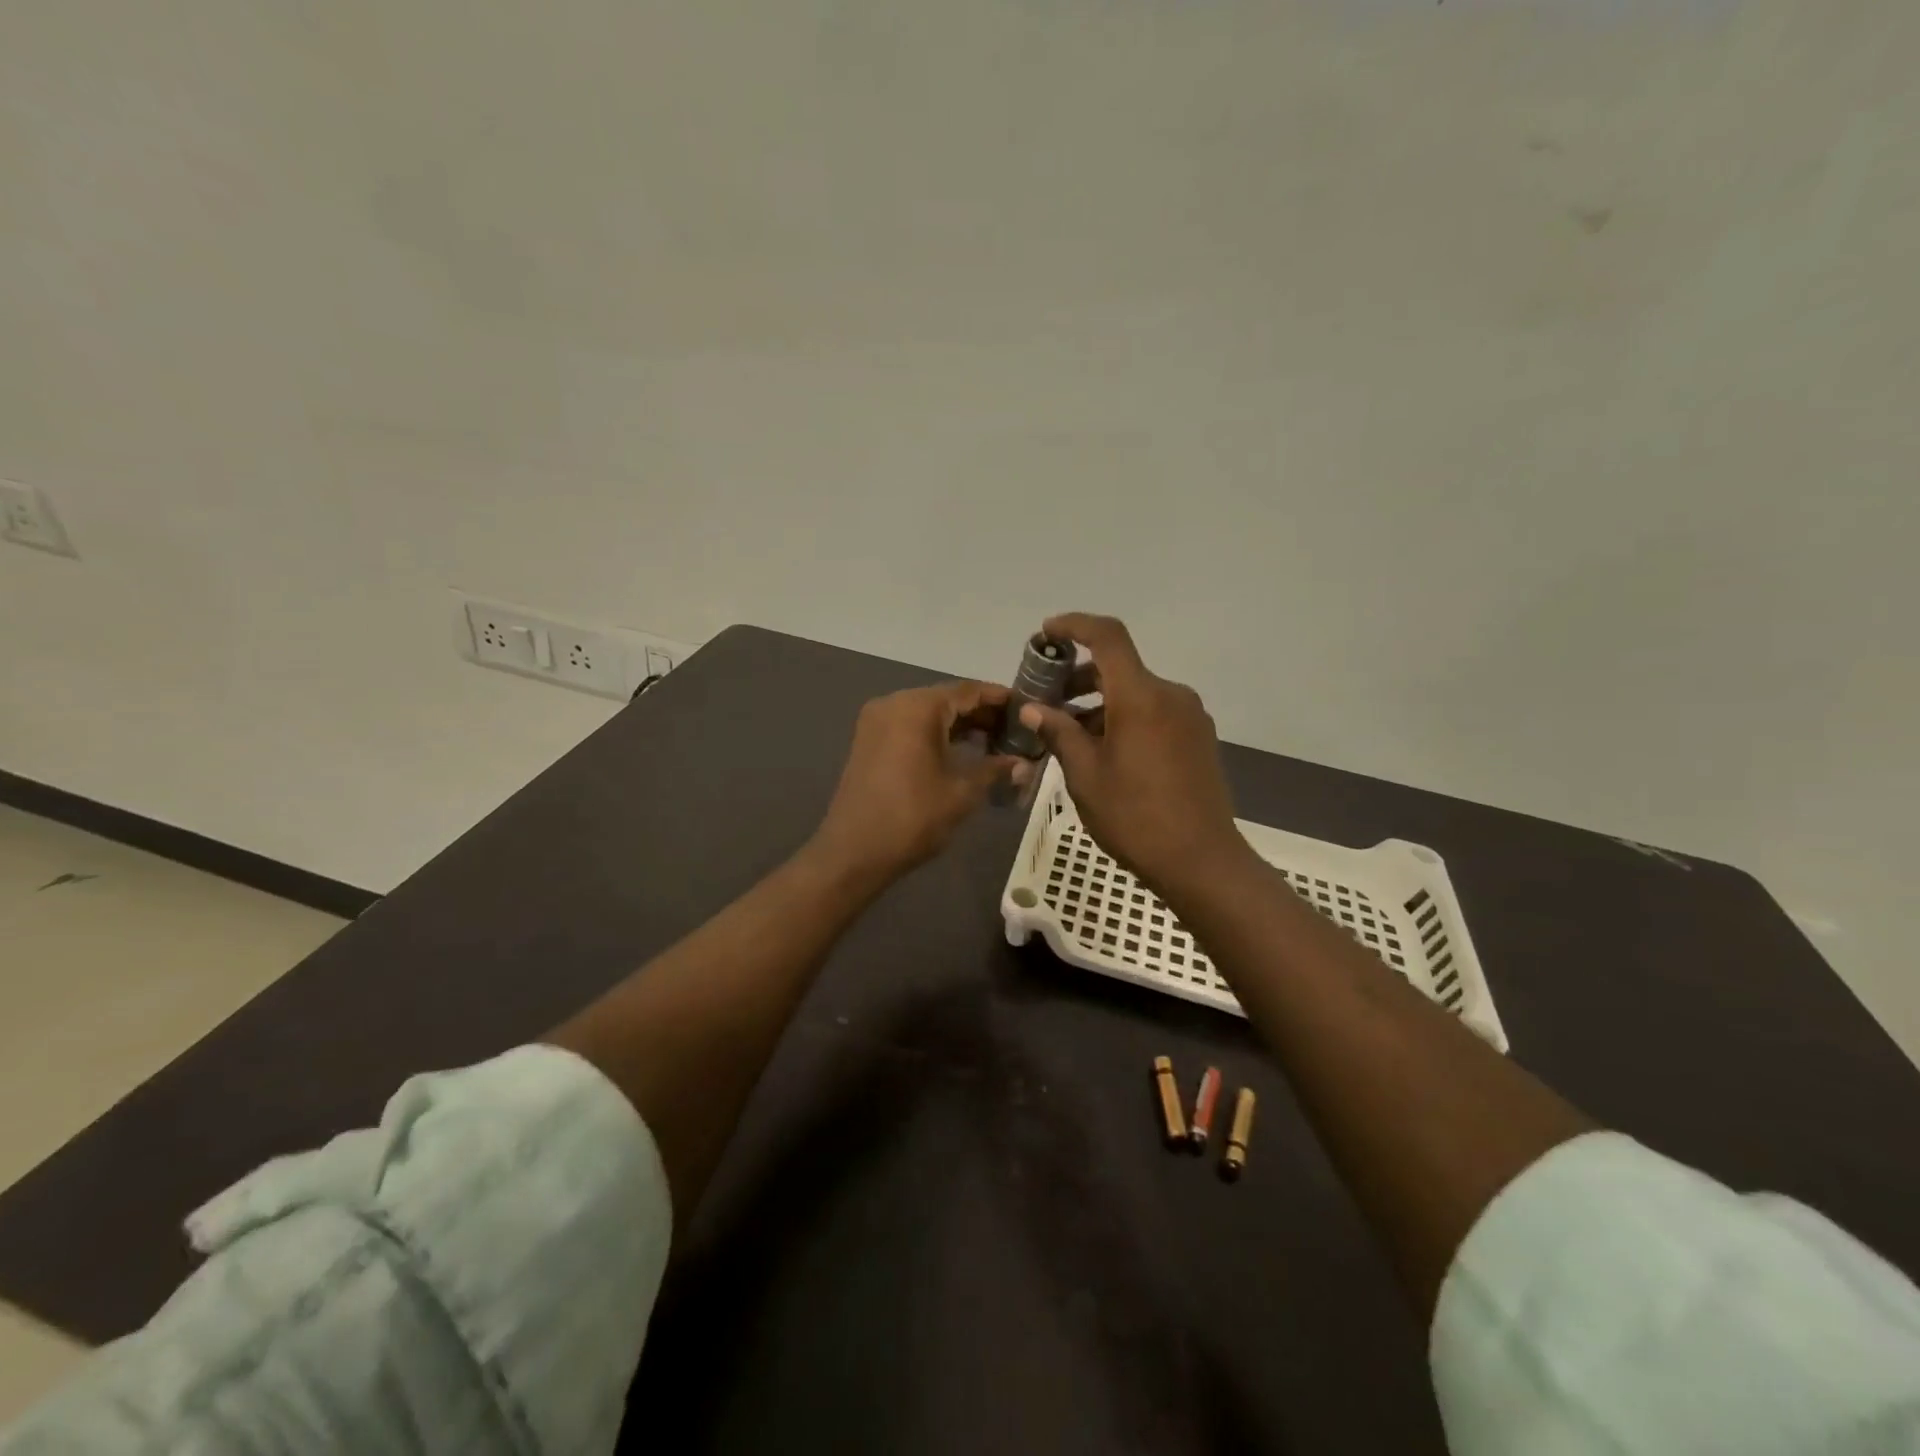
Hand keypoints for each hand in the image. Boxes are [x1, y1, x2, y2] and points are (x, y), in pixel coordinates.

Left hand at [811, 681, 1028, 885]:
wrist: (853, 853)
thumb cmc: (912, 818)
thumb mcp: (962, 793)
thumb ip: (995, 770)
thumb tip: (1025, 764)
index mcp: (917, 708)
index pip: (968, 691)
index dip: (1000, 698)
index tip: (1028, 708)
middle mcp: (895, 703)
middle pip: (947, 698)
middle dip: (982, 714)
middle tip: (1017, 731)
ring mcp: (877, 721)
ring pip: (929, 713)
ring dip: (960, 725)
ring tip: (996, 743)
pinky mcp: (870, 741)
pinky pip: (911, 726)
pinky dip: (937, 734)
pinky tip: (963, 751)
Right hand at [1018, 613, 1251, 897]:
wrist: (1202, 861)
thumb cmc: (1134, 817)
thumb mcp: (1085, 775)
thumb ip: (1059, 732)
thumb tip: (1032, 708)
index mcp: (1141, 697)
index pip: (1108, 637)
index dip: (1075, 625)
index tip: (1046, 634)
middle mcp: (1171, 695)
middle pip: (1120, 667)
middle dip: (1080, 678)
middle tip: (1046, 702)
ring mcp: (1190, 716)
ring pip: (1137, 693)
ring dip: (1101, 703)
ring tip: (1070, 734)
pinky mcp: (1199, 738)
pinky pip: (1155, 712)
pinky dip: (1125, 717)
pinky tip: (1105, 750)